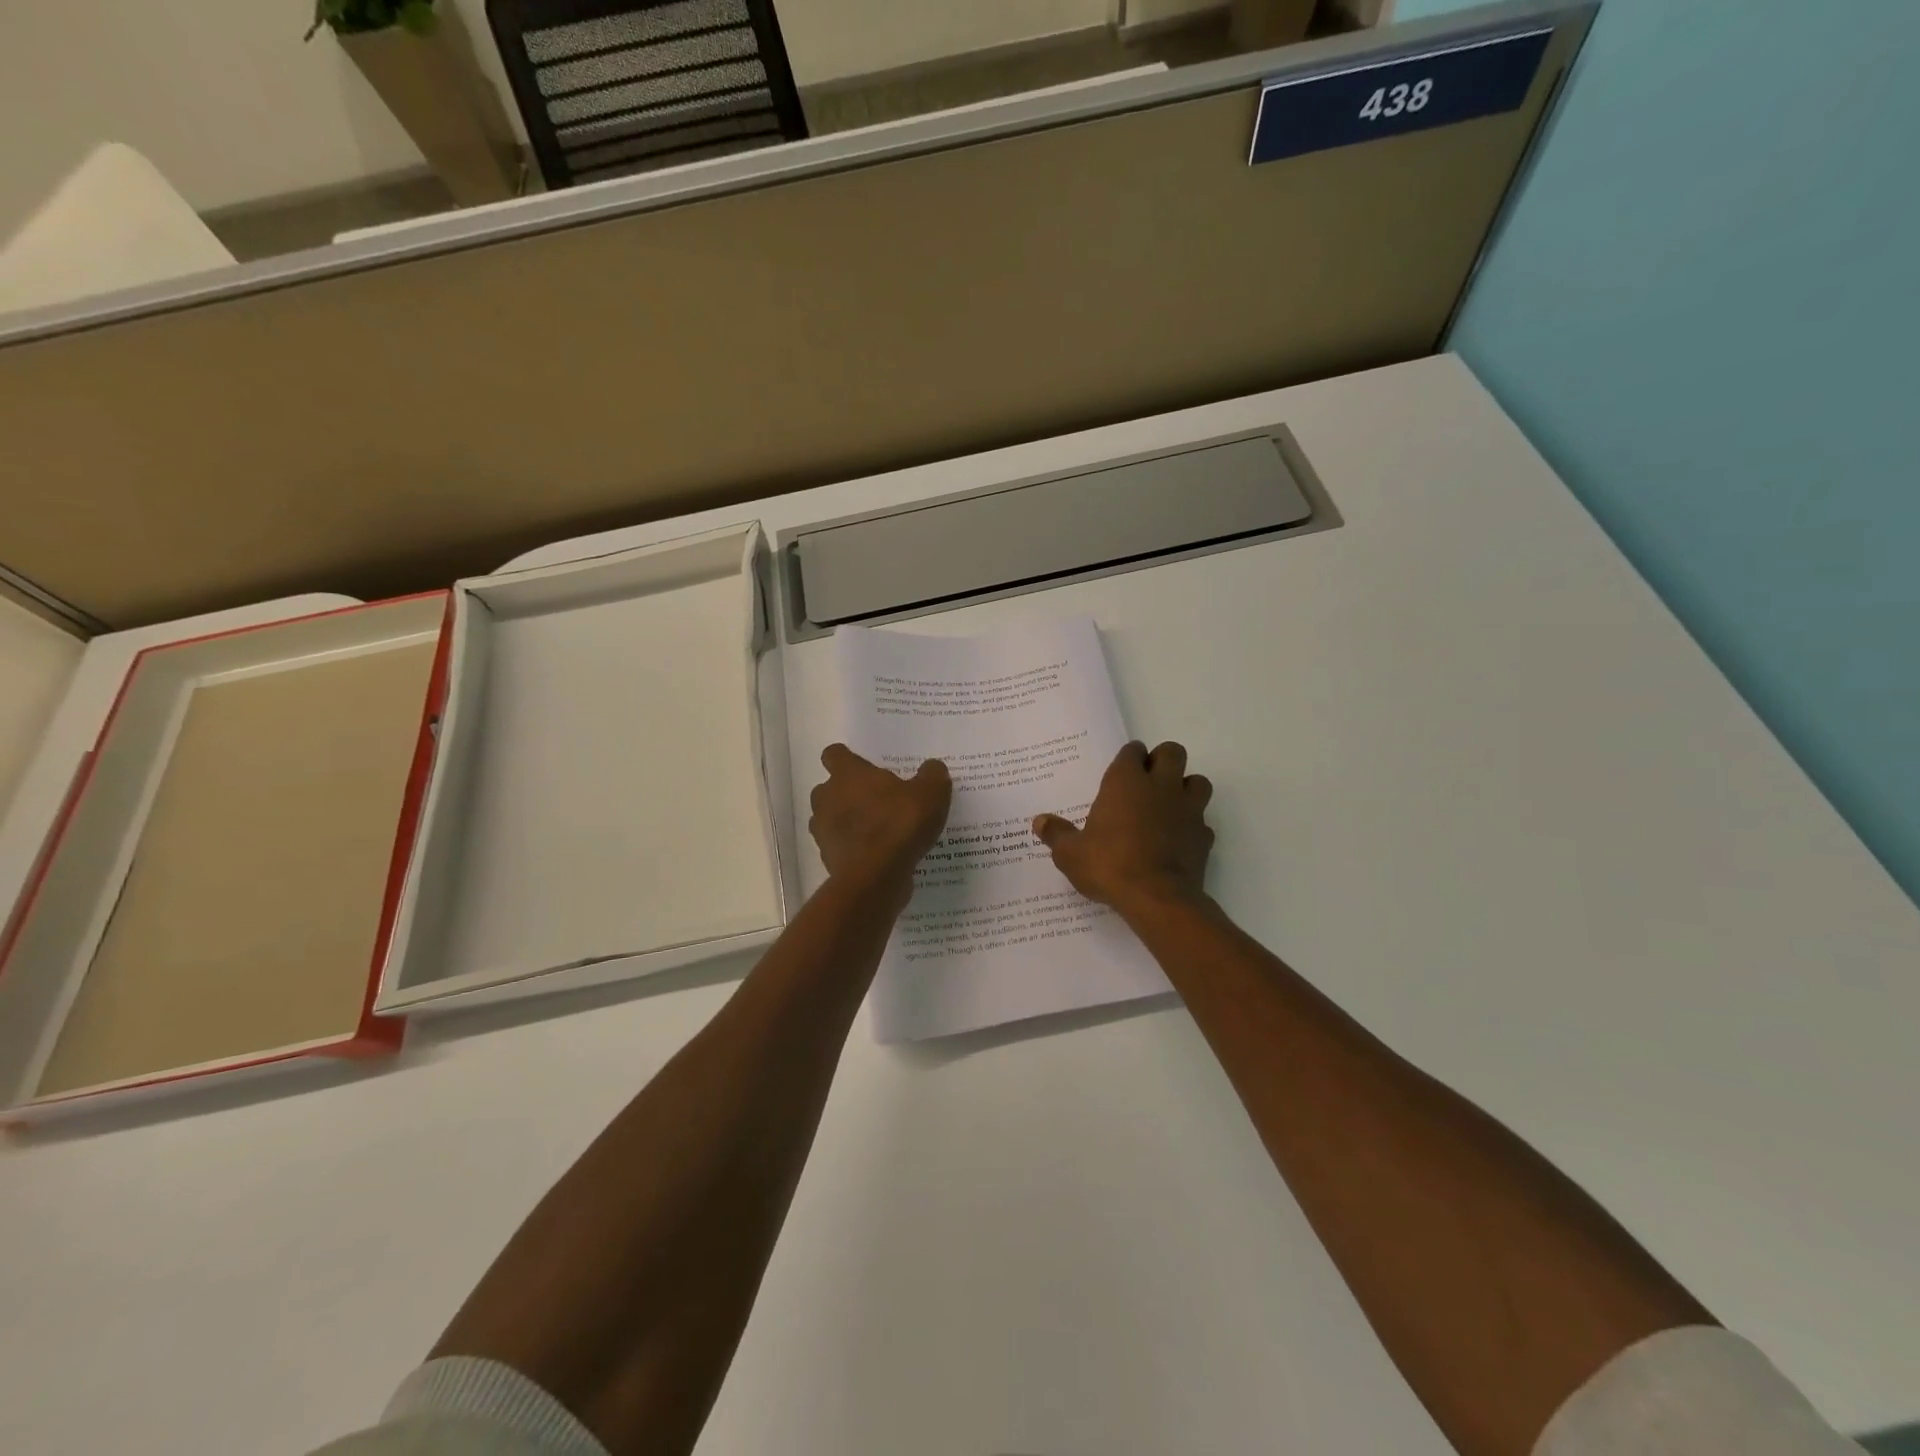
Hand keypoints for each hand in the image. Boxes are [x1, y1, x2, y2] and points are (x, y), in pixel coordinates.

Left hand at [809, 744, 951, 897]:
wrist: (876, 877)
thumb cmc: (899, 824)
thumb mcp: (931, 793)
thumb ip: (932, 775)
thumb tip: (932, 767)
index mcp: (847, 774)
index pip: (834, 754)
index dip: (847, 759)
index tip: (865, 767)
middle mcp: (827, 797)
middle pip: (829, 788)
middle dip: (847, 792)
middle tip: (877, 800)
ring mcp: (823, 830)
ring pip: (830, 818)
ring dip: (847, 821)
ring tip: (877, 829)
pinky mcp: (827, 859)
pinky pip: (839, 846)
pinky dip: (853, 848)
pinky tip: (877, 855)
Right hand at [1034, 741, 1213, 914]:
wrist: (1156, 898)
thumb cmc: (1108, 865)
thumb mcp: (1070, 853)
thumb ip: (1056, 834)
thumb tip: (1039, 822)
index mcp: (1126, 781)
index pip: (1132, 751)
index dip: (1128, 759)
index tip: (1121, 772)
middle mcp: (1161, 786)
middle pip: (1172, 752)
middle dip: (1162, 761)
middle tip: (1147, 781)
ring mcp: (1188, 809)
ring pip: (1198, 781)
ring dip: (1186, 788)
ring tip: (1169, 806)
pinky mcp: (1204, 836)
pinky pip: (1203, 822)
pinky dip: (1193, 827)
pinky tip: (1179, 841)